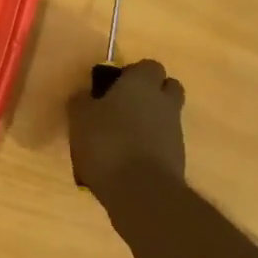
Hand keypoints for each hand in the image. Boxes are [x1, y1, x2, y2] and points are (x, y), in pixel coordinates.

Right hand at [68, 58, 185, 193]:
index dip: (132, 74)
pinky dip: (151, 145)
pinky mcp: (178, 157)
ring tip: (122, 138)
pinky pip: (164, 142)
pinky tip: (129, 159)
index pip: (148, 66)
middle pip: (167, 87)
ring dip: (150, 121)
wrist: (142, 191)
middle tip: (123, 107)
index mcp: (141, 84)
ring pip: (166, 116)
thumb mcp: (79, 119)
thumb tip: (84, 94)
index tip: (113, 87)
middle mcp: (164, 101)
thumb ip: (82, 101)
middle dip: (150, 93)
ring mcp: (175, 130)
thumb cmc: (107, 143)